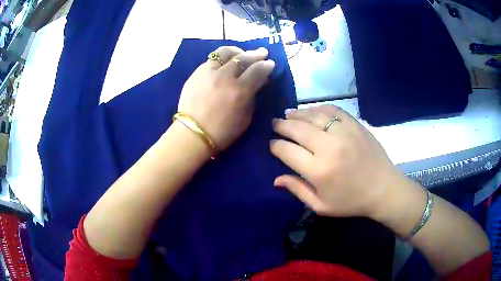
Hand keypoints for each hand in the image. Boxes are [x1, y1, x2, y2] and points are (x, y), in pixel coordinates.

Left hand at [177, 46, 274, 150]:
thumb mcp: (245, 118)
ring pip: (225, 52)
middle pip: (243, 58)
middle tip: (262, 53)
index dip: (266, 65)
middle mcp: (225, 77)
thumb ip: (253, 97)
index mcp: (240, 91)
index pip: (257, 70)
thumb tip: (259, 81)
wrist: (193, 134)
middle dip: (256, 54)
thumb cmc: (222, 132)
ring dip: (237, 51)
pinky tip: (225, 62)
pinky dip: (222, 58)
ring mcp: (208, 72)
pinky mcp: (196, 73)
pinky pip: (211, 59)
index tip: (270, 64)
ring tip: (241, 52)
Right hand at [270, 105, 403, 218]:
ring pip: (313, 115)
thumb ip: (297, 190)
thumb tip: (276, 179)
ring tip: (288, 114)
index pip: (287, 151)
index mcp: (318, 170)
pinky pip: (332, 110)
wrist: (383, 189)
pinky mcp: (355, 125)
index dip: (275, 146)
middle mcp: (329, 147)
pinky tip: (312, 111)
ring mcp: (343, 132)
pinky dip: (318, 108)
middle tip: (275, 124)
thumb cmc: (351, 201)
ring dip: (297, 114)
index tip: (272, 144)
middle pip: (297, 128)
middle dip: (282, 125)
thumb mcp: (321, 206)